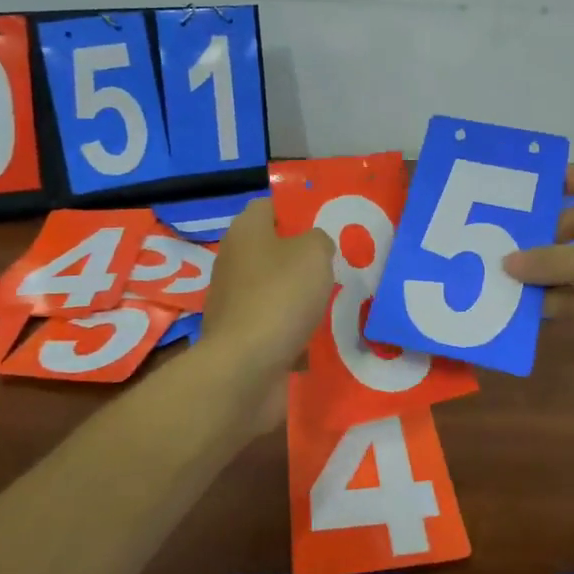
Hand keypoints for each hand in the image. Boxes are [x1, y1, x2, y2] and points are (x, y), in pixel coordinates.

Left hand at [200, 198, 334, 383]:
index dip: (297, 209)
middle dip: (304, 254)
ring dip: (302, 292)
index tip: (327, 221)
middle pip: (274, 248)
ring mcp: (235, 299)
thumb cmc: (280, 296)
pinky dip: (295, 324)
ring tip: (339, 296)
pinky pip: (275, 320)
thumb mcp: (314, 253)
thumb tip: (314, 246)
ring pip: (276, 286)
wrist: (245, 368)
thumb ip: (319, 239)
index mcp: (246, 231)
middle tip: (339, 260)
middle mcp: (234, 260)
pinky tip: (322, 330)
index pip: (270, 206)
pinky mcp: (241, 334)